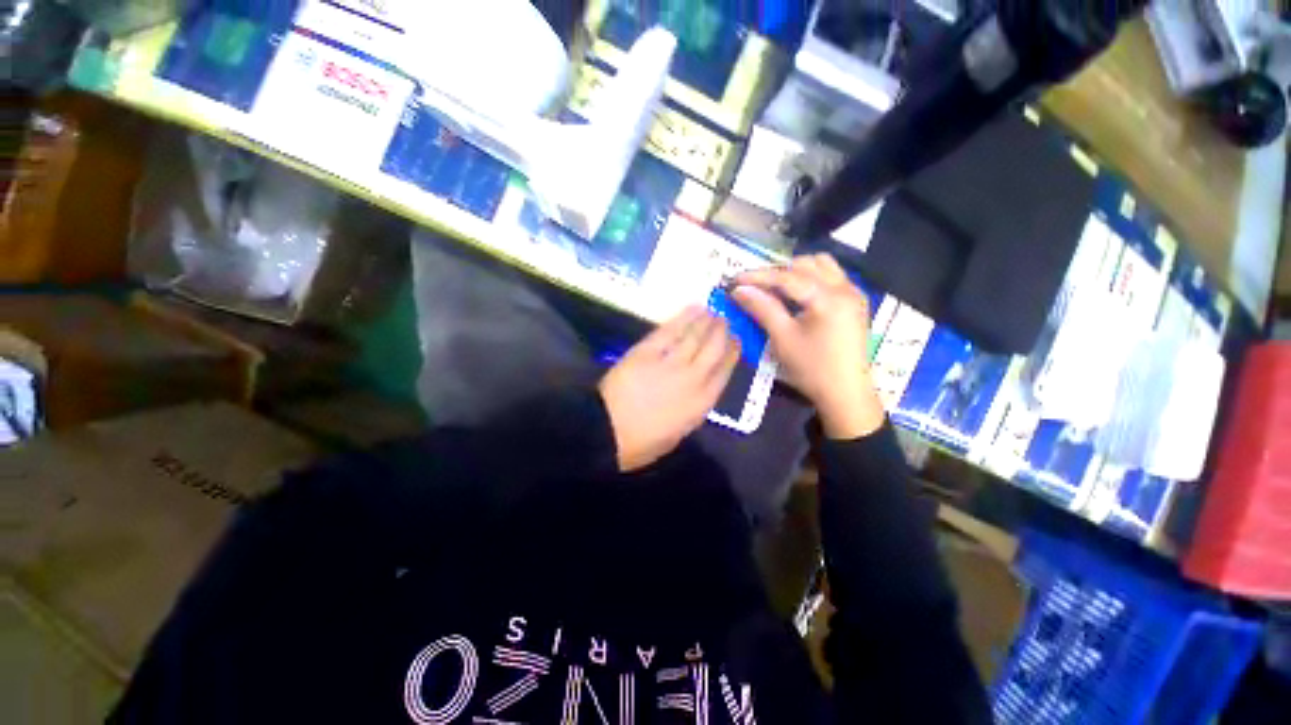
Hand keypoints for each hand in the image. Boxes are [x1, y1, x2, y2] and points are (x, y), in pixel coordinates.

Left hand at [599, 306, 740, 470]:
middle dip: (723, 332)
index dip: (733, 353)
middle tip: (726, 319)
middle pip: (714, 348)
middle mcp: (693, 378)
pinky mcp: (648, 351)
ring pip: (695, 336)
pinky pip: (671, 330)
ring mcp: (670, 362)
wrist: (607, 431)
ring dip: (707, 320)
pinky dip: (684, 317)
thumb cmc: (642, 442)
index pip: (725, 371)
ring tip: (713, 311)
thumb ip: (693, 408)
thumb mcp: (678, 433)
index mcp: (701, 403)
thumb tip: (698, 390)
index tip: (738, 340)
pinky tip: (693, 308)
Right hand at [733, 254, 884, 439]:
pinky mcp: (855, 302)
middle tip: (754, 286)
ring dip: (795, 271)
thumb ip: (762, 309)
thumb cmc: (812, 369)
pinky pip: (831, 276)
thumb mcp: (783, 339)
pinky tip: (797, 294)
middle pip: (805, 264)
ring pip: (821, 265)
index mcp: (828, 298)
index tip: (735, 279)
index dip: (758, 276)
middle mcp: (845, 288)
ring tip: (775, 287)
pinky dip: (811, 278)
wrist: (846, 394)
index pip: (787, 277)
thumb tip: (739, 290)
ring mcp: (853, 293)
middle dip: (776, 271)